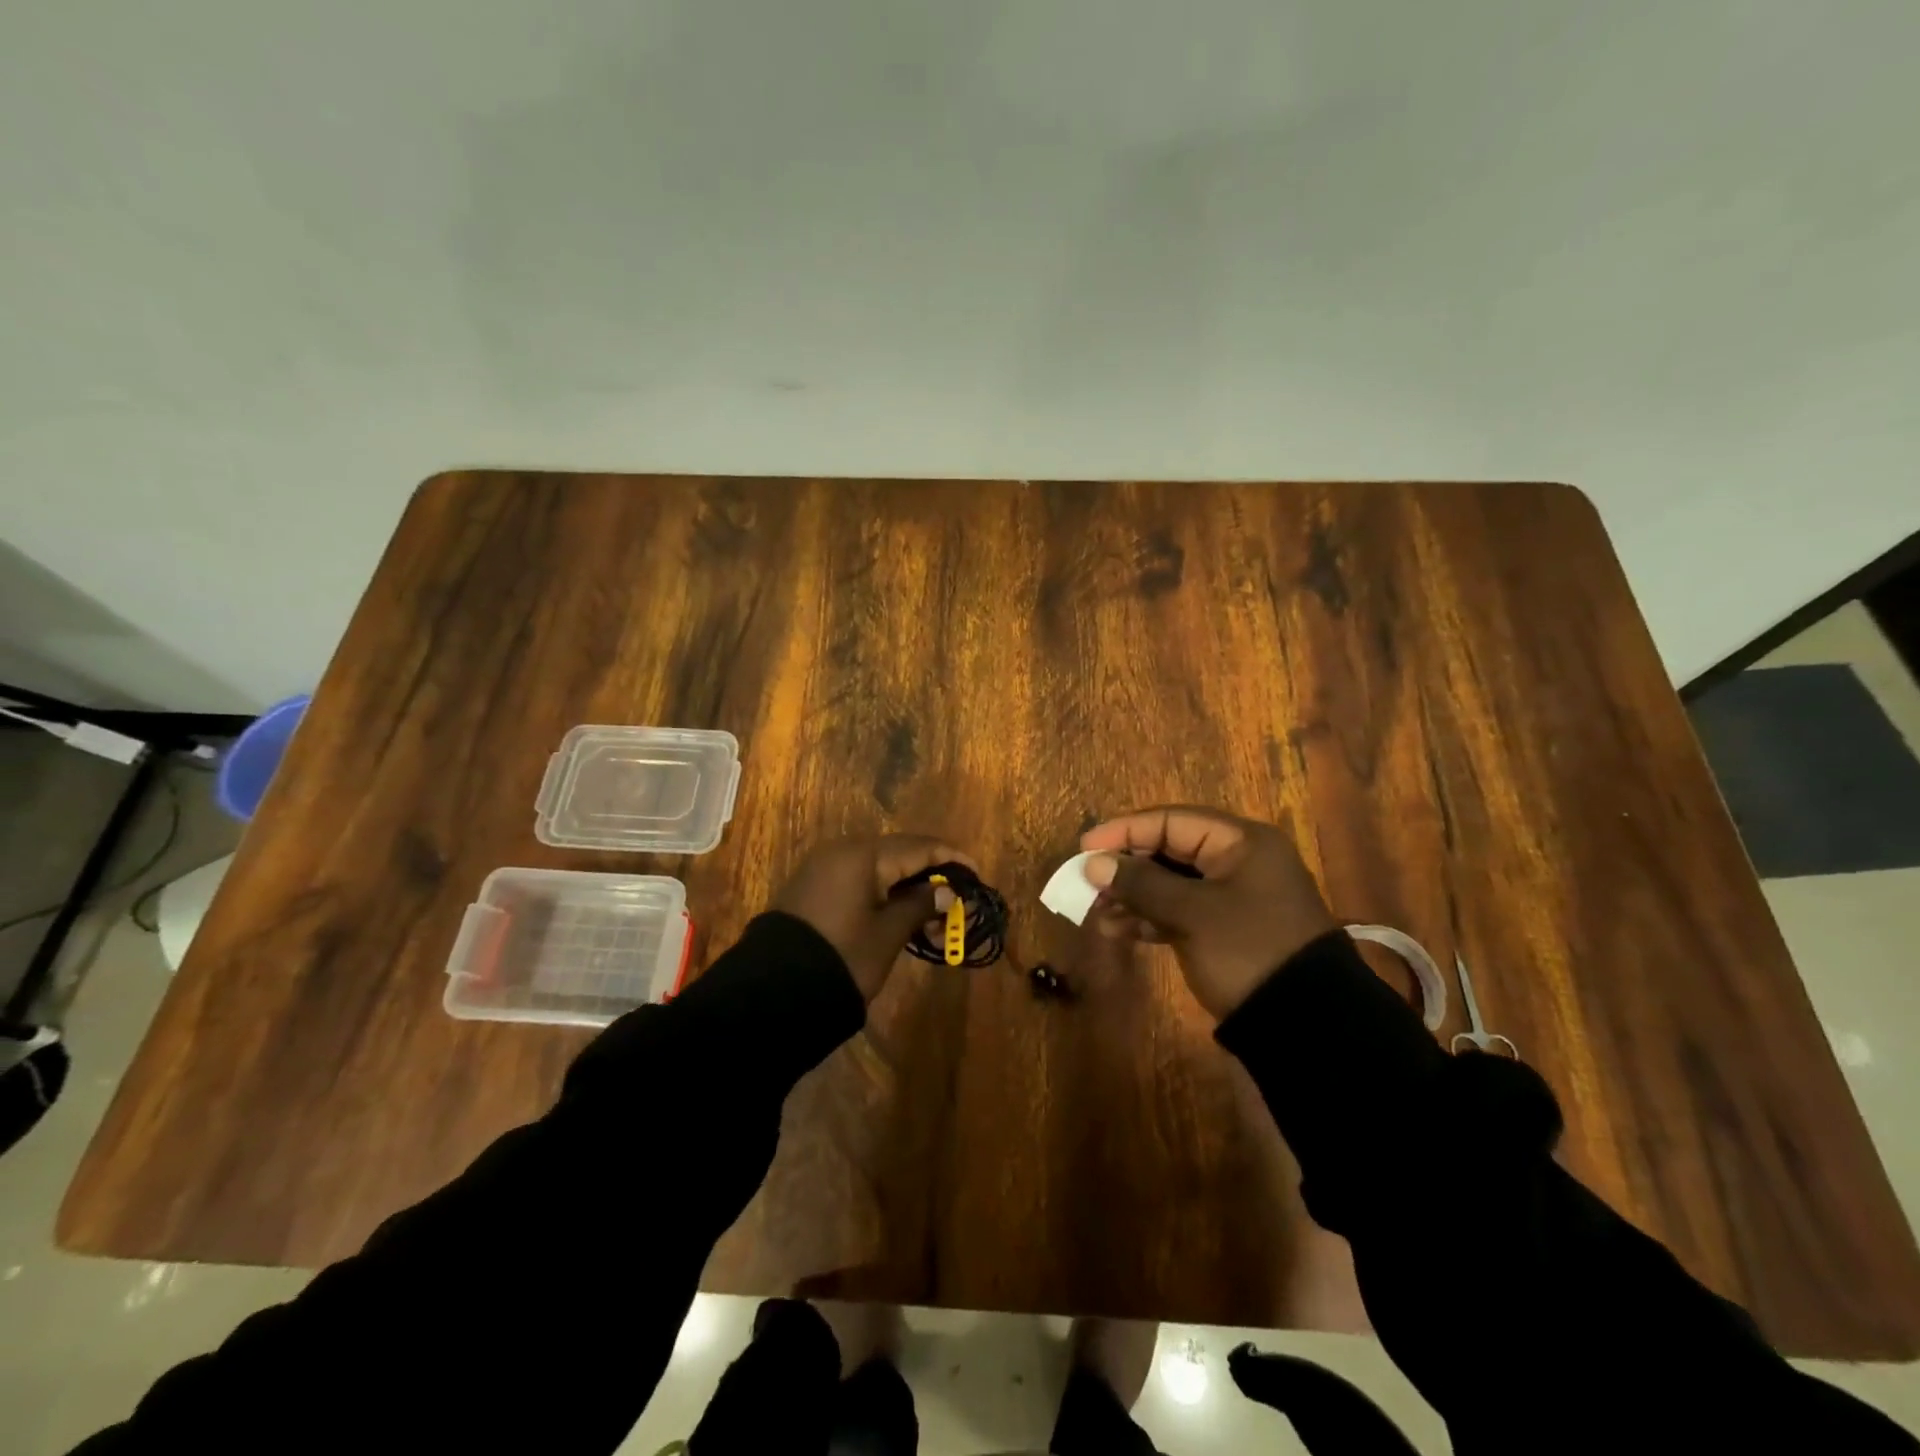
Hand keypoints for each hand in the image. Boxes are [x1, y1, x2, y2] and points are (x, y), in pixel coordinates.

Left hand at [773, 835, 974, 1000]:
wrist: (774, 991)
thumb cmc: (843, 956)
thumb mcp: (889, 933)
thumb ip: (921, 906)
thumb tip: (946, 893)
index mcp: (863, 855)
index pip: (919, 847)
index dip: (951, 858)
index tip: (976, 872)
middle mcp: (842, 851)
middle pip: (899, 856)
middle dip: (931, 880)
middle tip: (956, 909)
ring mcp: (824, 869)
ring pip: (879, 871)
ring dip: (908, 892)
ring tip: (932, 926)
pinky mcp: (813, 889)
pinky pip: (859, 882)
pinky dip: (884, 896)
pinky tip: (900, 919)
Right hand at [1082, 806, 1336, 1019]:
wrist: (1306, 1024)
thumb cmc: (1248, 950)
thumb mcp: (1192, 913)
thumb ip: (1141, 883)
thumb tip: (1093, 863)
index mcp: (1240, 842)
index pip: (1171, 821)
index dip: (1124, 832)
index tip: (1085, 847)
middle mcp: (1237, 861)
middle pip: (1168, 850)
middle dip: (1126, 868)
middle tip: (1087, 884)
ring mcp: (1232, 897)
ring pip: (1170, 883)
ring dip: (1132, 896)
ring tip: (1098, 915)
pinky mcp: (1225, 929)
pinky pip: (1179, 910)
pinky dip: (1149, 917)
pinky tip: (1119, 930)